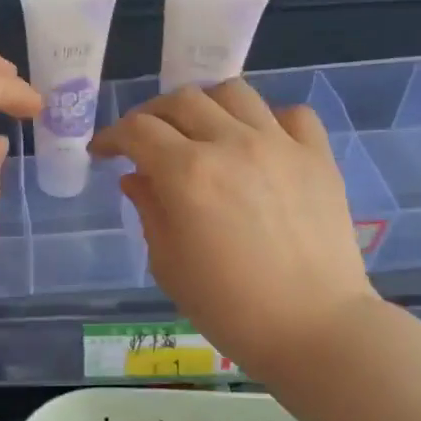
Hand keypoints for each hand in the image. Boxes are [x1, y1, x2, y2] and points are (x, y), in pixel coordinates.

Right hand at [89, 80, 377, 374]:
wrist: (313, 328)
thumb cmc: (228, 307)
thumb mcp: (168, 264)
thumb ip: (149, 211)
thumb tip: (137, 177)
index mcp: (186, 173)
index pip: (137, 130)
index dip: (111, 136)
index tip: (102, 152)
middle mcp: (231, 144)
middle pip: (181, 100)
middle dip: (151, 115)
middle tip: (143, 141)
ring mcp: (280, 145)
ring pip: (233, 92)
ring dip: (204, 105)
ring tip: (198, 131)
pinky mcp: (318, 156)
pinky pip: (290, 114)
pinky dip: (265, 119)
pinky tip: (257, 144)